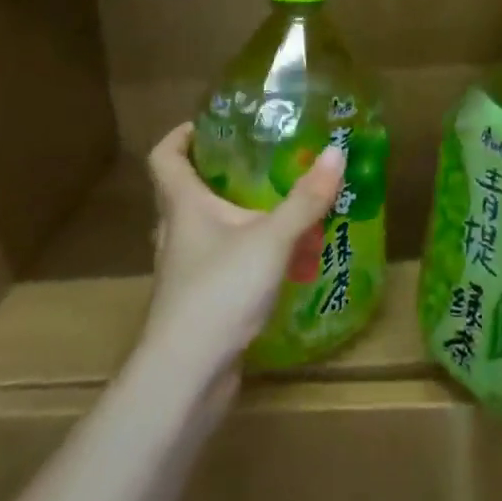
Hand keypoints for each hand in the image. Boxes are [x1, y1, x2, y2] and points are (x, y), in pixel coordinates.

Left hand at [141, 123, 343, 385]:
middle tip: (257, 160)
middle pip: (184, 191)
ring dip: (231, 216)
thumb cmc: (219, 293)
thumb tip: (337, 151)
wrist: (185, 377)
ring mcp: (183, 271)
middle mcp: (176, 233)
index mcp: (183, 207)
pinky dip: (242, 253)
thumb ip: (305, 199)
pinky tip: (276, 261)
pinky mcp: (197, 302)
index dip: (181, 135)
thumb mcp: (272, 239)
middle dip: (216, 173)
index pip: (164, 156)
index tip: (211, 123)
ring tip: (272, 206)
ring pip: (203, 230)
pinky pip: (218, 263)